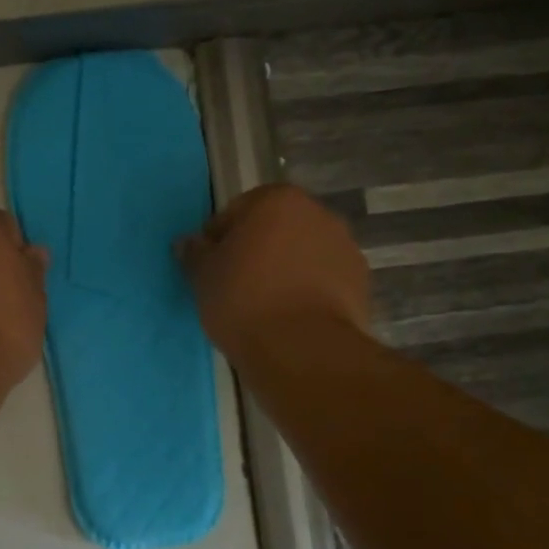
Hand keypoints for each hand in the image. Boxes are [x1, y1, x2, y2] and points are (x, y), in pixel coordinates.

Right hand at [177, 184, 372, 357]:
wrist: (301, 348)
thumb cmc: (243, 300)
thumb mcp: (202, 276)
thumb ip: (195, 253)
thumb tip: (188, 243)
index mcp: (277, 200)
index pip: (236, 211)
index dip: (219, 239)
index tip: (209, 266)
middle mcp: (318, 213)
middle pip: (275, 229)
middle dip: (256, 250)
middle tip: (233, 284)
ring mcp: (345, 247)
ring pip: (301, 254)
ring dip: (283, 270)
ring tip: (262, 305)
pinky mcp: (361, 283)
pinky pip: (321, 280)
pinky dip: (305, 291)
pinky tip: (288, 317)